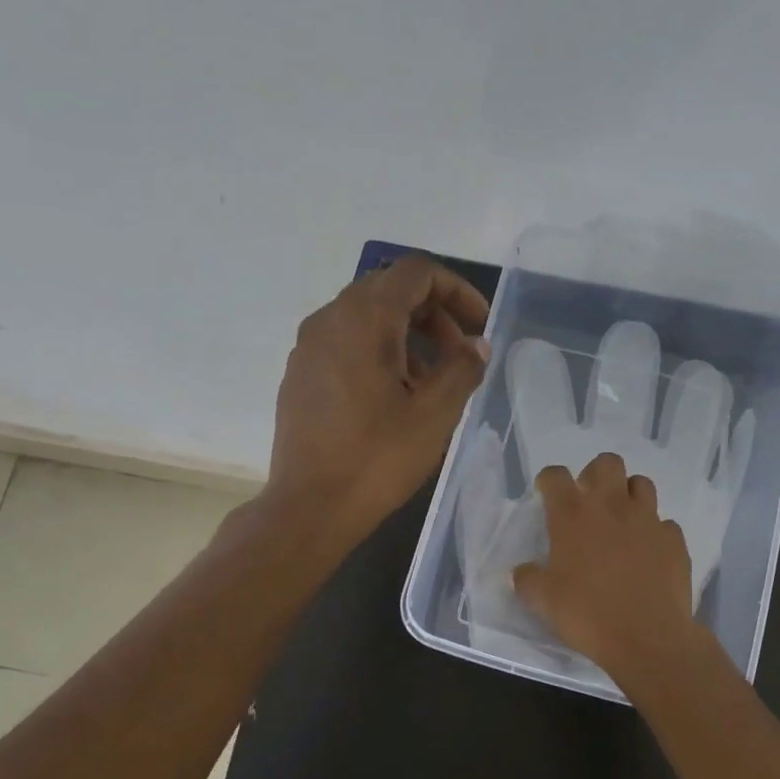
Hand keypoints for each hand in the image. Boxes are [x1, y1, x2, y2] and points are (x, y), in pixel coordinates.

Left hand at [268, 255, 489, 540]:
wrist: (309, 507)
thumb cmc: (377, 459)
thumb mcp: (435, 414)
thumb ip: (462, 369)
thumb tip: (476, 346)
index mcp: (364, 318)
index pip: (417, 272)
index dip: (457, 290)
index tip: (479, 326)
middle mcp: (329, 318)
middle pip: (390, 290)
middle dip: (434, 315)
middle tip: (460, 357)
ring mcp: (308, 347)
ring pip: (367, 318)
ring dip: (408, 337)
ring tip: (431, 384)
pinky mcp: (299, 374)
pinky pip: (345, 343)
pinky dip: (378, 353)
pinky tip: (393, 398)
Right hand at [513, 452, 705, 676]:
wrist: (647, 638)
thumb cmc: (587, 614)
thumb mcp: (542, 601)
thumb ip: (528, 579)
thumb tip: (523, 572)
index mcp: (573, 515)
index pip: (555, 475)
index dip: (549, 481)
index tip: (546, 495)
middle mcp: (612, 506)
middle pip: (607, 463)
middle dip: (596, 475)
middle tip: (589, 501)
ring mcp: (648, 520)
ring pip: (641, 484)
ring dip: (629, 495)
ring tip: (621, 521)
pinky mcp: (674, 540)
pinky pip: (664, 524)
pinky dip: (655, 532)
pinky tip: (648, 553)